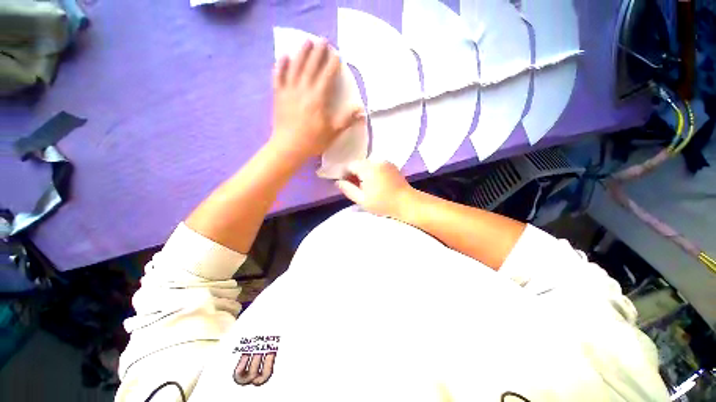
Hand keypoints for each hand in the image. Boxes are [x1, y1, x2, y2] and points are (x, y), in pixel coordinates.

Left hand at [270, 39, 363, 163]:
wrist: (289, 147)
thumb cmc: (313, 141)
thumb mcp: (333, 132)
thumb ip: (347, 120)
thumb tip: (362, 111)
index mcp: (318, 98)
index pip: (327, 76)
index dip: (332, 64)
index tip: (337, 55)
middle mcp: (303, 89)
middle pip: (311, 66)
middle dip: (318, 52)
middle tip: (323, 40)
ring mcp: (289, 90)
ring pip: (295, 66)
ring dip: (301, 52)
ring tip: (306, 41)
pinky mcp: (278, 95)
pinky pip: (278, 76)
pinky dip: (281, 65)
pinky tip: (283, 56)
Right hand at [336, 160, 415, 217]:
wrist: (407, 203)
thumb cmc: (383, 204)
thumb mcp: (362, 200)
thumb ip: (348, 189)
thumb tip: (338, 182)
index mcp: (368, 168)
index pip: (349, 166)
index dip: (344, 174)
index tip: (344, 184)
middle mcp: (376, 161)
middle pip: (358, 164)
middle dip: (353, 174)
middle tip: (354, 187)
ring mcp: (385, 162)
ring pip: (367, 164)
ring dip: (362, 173)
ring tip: (364, 186)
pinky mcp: (391, 165)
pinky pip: (376, 166)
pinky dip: (371, 172)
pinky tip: (374, 183)